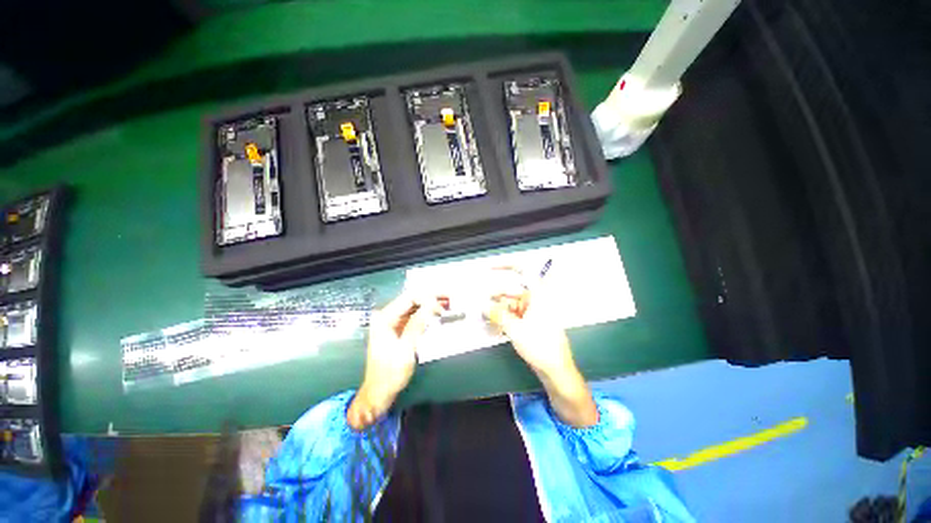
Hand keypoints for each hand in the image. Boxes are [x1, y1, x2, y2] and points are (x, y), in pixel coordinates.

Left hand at [347, 293, 442, 429]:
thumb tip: (432, 304)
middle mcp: (387, 316)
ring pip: (415, 307)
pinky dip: (427, 314)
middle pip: (412, 300)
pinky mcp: (398, 329)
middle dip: (432, 298)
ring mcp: (392, 322)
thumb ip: (417, 324)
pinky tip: (439, 313)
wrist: (379, 393)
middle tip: (451, 299)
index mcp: (385, 318)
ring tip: (449, 304)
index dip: (429, 297)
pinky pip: (414, 316)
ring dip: (431, 305)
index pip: (409, 298)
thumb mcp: (406, 349)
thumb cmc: (390, 374)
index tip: (445, 302)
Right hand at [481, 268, 573, 378]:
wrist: (556, 370)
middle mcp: (537, 300)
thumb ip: (498, 315)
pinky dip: (505, 315)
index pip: (523, 272)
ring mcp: (535, 311)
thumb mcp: (515, 329)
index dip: (506, 266)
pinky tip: (494, 320)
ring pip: (513, 303)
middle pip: (513, 290)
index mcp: (538, 295)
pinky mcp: (532, 321)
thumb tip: (484, 306)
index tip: (490, 268)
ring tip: (485, 313)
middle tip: (482, 301)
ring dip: (499, 307)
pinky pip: (516, 313)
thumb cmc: (540, 346)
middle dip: (497, 295)